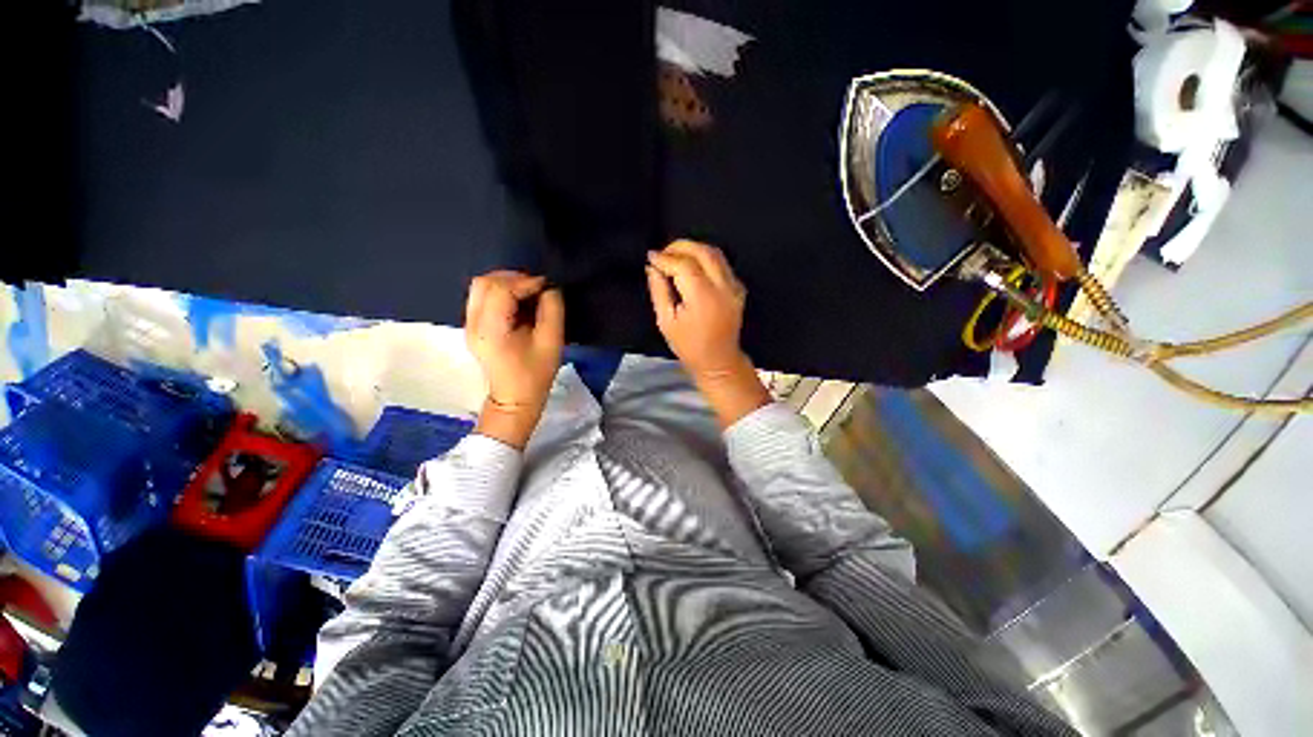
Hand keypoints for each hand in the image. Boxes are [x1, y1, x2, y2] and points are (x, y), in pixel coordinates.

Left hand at [465, 271, 563, 447]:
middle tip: (537, 287)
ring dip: (506, 283)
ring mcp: (469, 324)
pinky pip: (483, 297)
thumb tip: (549, 289)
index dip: (525, 282)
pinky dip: (501, 291)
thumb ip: (552, 311)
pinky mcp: (473, 326)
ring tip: (529, 292)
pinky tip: (519, 301)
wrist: (515, 398)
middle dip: (513, 278)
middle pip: (484, 282)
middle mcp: (473, 323)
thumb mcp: (552, 342)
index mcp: (491, 330)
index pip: (500, 290)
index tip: (547, 286)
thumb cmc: (535, 374)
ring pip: (480, 287)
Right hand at [646, 241, 770, 426]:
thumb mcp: (666, 321)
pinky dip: (705, 258)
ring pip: (715, 253)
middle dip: (680, 246)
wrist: (719, 361)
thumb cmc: (689, 346)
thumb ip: (659, 290)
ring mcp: (734, 287)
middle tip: (663, 253)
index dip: (666, 258)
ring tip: (675, 256)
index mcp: (703, 298)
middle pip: (703, 251)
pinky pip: (722, 264)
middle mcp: (723, 287)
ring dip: (694, 249)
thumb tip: (652, 267)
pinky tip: (692, 266)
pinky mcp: (739, 288)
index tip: (651, 257)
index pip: (684, 265)